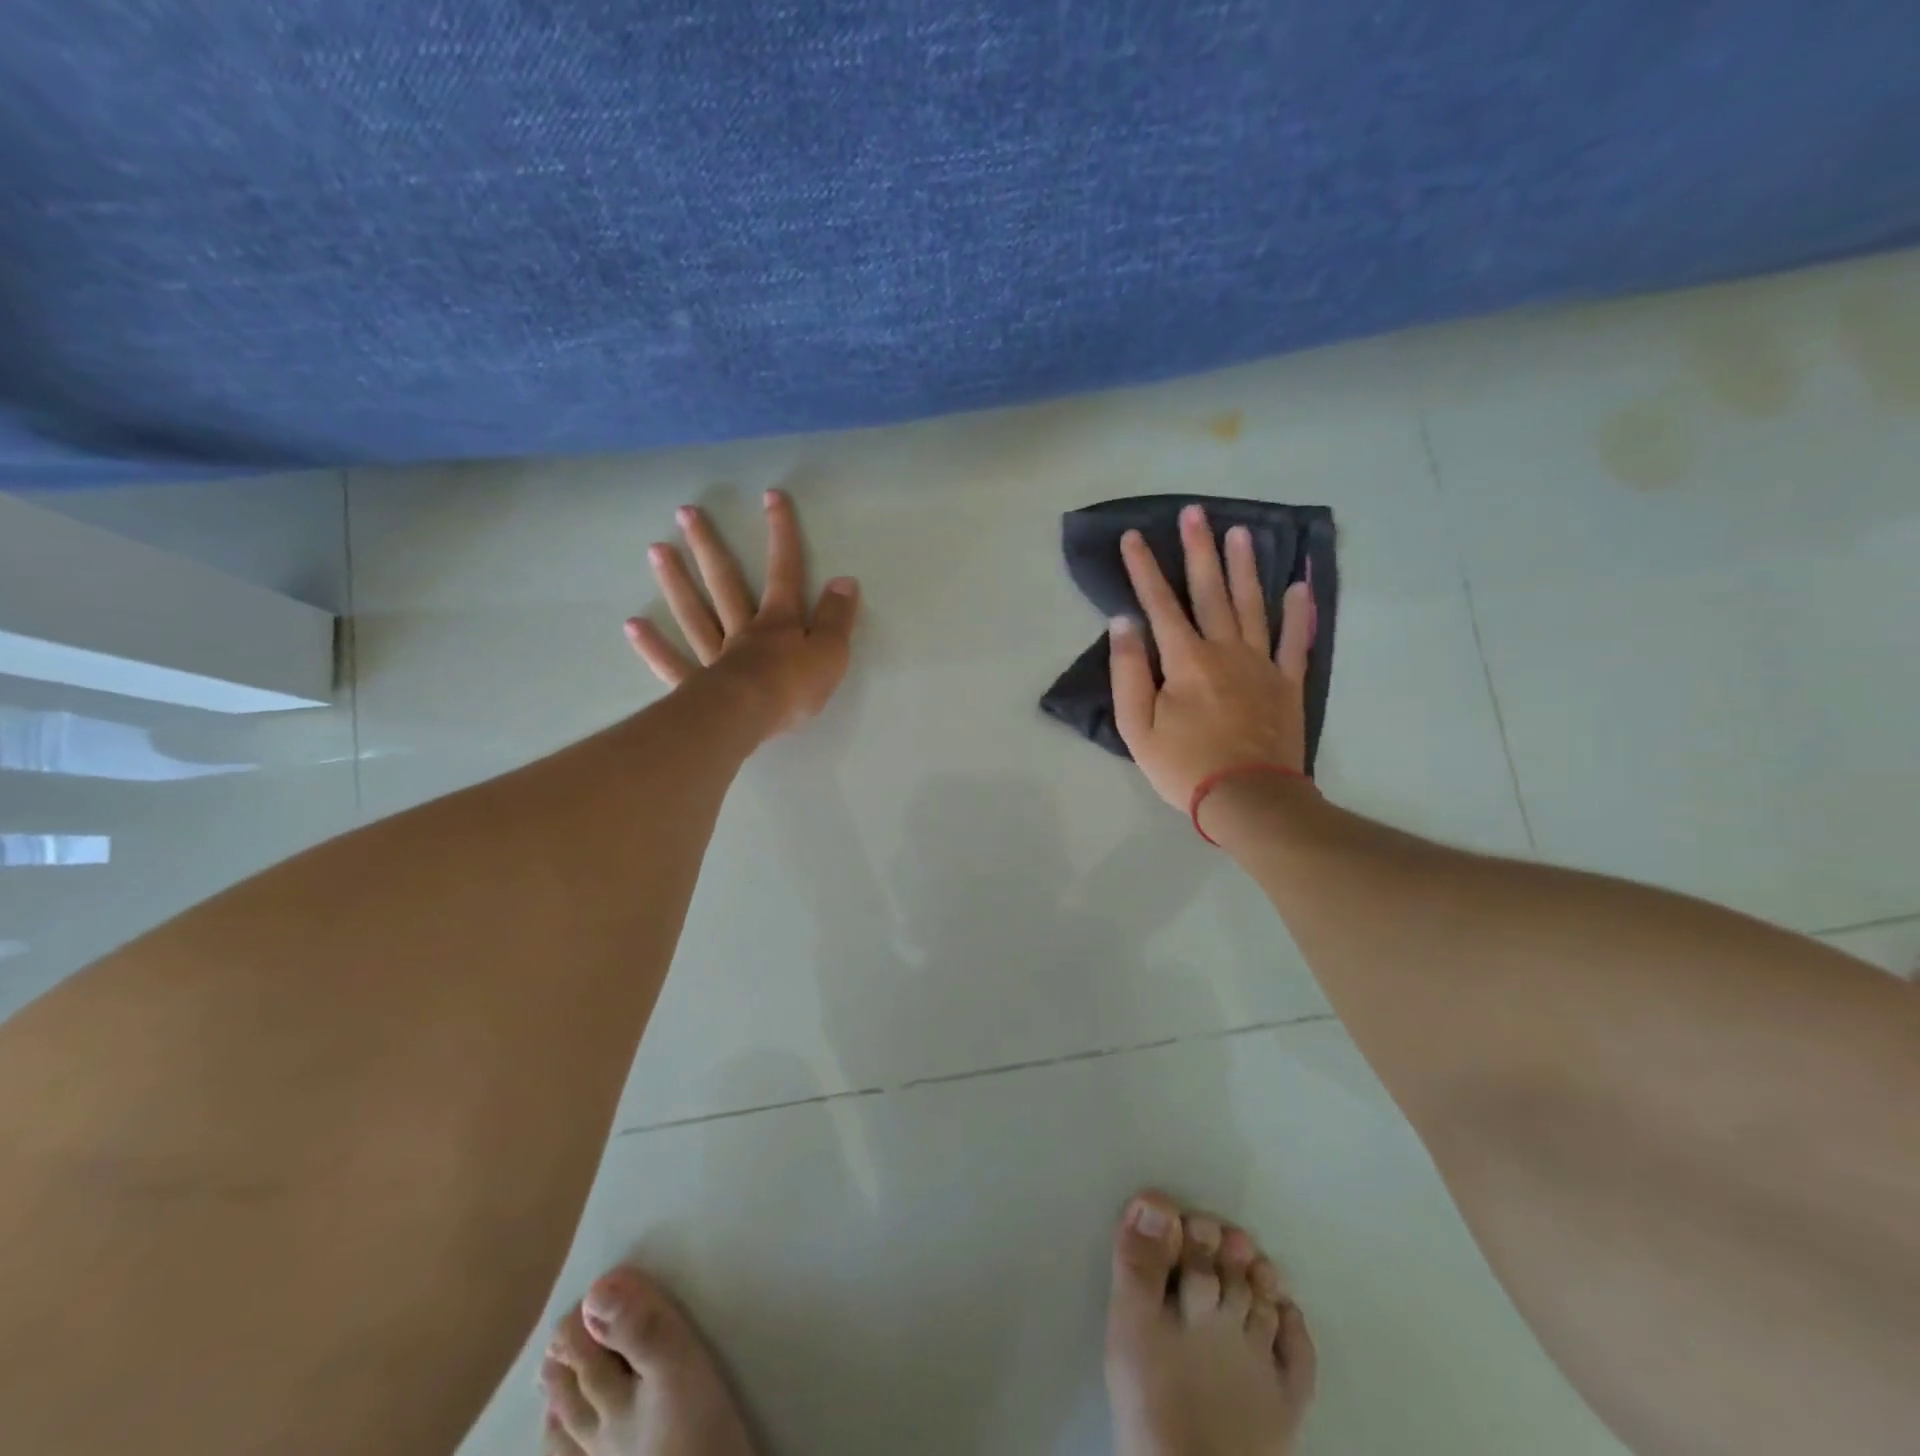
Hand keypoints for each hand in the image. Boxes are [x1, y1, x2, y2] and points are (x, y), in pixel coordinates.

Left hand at [626, 489, 858, 739]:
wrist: (749, 717)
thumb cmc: (793, 687)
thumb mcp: (831, 653)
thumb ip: (837, 618)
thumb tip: (845, 581)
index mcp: (779, 622)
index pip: (785, 572)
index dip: (782, 535)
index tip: (771, 496)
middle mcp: (743, 630)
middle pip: (725, 583)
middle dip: (709, 546)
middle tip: (685, 512)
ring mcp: (715, 656)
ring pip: (694, 613)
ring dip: (676, 581)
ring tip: (656, 549)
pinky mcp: (696, 685)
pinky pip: (671, 662)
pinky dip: (653, 645)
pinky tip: (633, 625)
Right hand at [1109, 504, 1314, 809]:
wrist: (1248, 799)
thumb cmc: (1184, 766)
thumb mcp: (1137, 726)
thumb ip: (1129, 671)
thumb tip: (1124, 622)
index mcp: (1185, 660)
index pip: (1159, 604)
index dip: (1144, 569)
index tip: (1134, 536)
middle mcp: (1225, 650)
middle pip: (1210, 591)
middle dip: (1199, 550)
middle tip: (1195, 512)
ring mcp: (1261, 664)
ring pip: (1252, 604)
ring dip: (1244, 566)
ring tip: (1241, 532)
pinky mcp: (1287, 683)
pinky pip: (1295, 640)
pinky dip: (1299, 612)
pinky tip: (1300, 585)